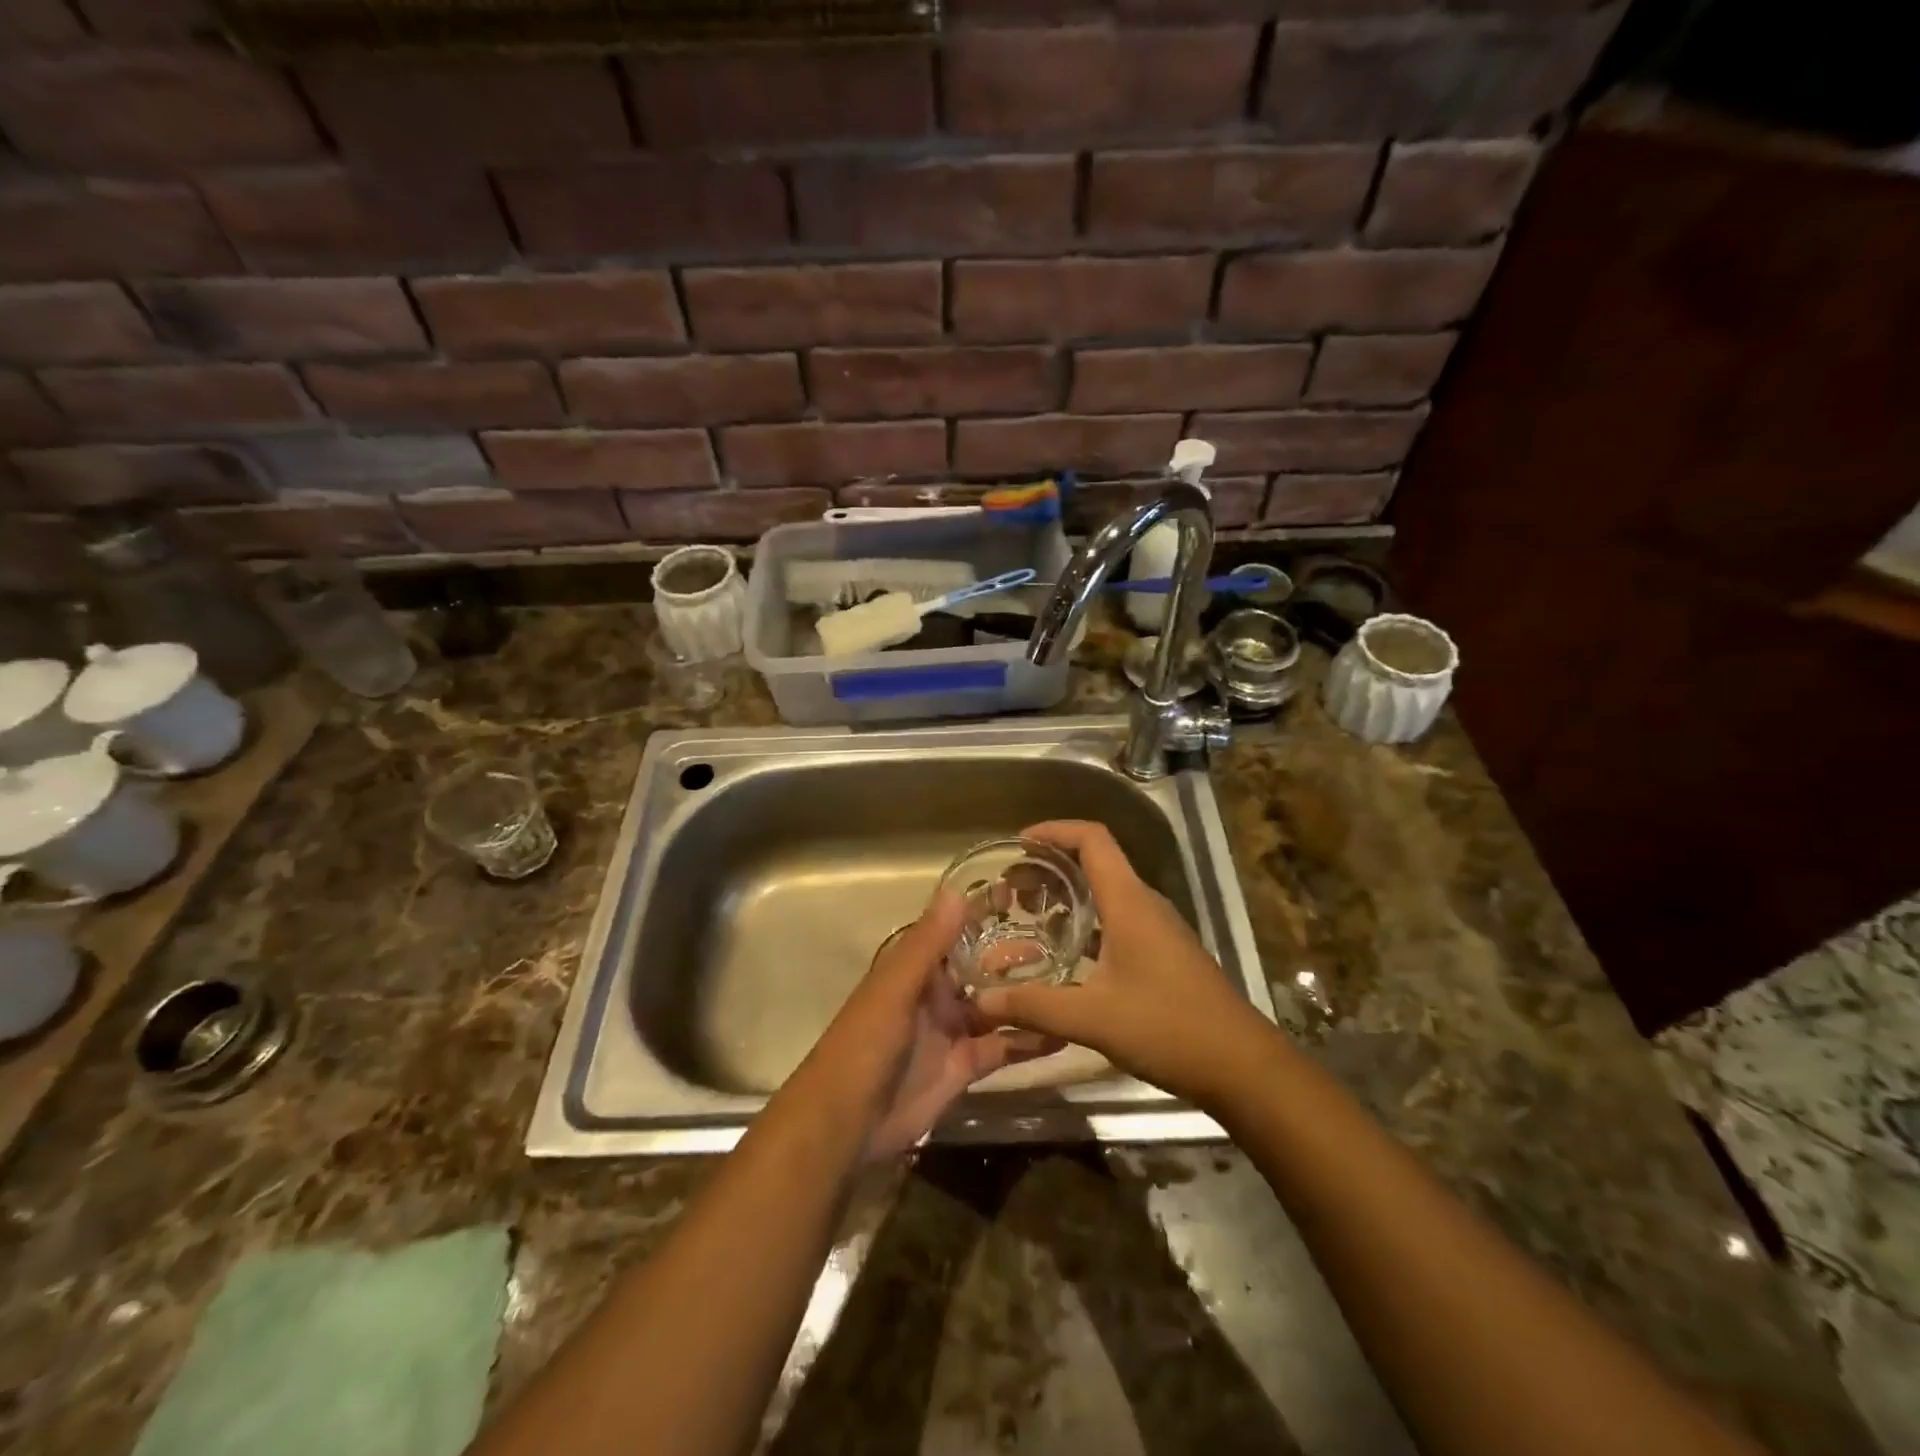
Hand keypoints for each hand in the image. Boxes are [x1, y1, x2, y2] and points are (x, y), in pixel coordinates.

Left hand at [808, 890, 1055, 1161]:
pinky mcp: (964, 1067)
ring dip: (1029, 996)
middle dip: (1016, 954)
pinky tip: (1064, 1034)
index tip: (1024, 892)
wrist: (847, 1122)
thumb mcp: (896, 987)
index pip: (956, 930)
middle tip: (1065, 939)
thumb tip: (956, 890)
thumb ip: (927, 943)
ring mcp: (952, 1030)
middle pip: (983, 967)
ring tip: (1076, 982)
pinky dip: (1030, 1042)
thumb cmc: (867, 1042)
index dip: (985, 912)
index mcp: (917, 968)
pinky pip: (1002, 1048)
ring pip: (998, 1006)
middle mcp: (937, 993)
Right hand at [967, 820, 1272, 1106]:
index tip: (1018, 844)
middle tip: (1011, 888)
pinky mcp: (1163, 952)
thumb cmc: (1168, 1028)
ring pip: (1106, 892)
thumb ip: (1033, 1006)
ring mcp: (1157, 928)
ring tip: (1028, 915)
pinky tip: (1063, 953)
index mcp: (1129, 901)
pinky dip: (1085, 922)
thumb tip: (980, 1000)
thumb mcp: (1093, 1018)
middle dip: (1050, 866)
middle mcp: (1144, 904)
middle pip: (1095, 862)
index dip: (1054, 831)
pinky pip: (1116, 919)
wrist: (1241, 1065)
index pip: (1092, 839)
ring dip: (1067, 895)